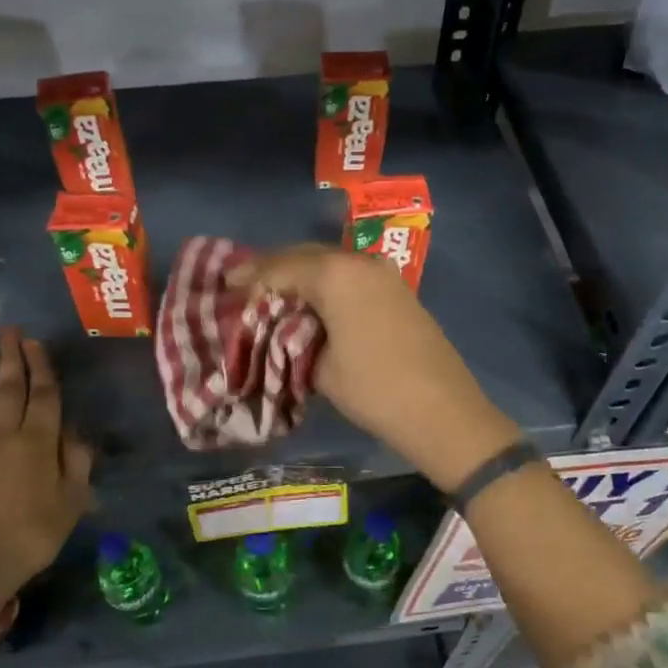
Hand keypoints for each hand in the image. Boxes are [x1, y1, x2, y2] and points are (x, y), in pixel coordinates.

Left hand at [0, 330, 92, 652]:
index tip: (35, 342)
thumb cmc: (34, 534)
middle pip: (9, 389)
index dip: (41, 366)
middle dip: (10, 357)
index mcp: (39, 442)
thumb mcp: (73, 501)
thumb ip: (77, 461)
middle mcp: (5, 435)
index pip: (44, 395)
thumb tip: (74, 430)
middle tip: (8, 329)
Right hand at [236, 246, 521, 491]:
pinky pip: (350, 276)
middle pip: (306, 256)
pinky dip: (325, 284)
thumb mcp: (320, 367)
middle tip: (243, 283)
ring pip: (330, 264)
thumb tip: (283, 328)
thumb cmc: (374, 389)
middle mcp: (359, 263)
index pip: (281, 267)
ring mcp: (384, 274)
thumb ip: (294, 337)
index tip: (225, 284)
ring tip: (272, 291)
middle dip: (273, 268)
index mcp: (335, 275)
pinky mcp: (397, 291)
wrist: (442, 411)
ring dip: (301, 274)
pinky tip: (311, 300)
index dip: (250, 276)